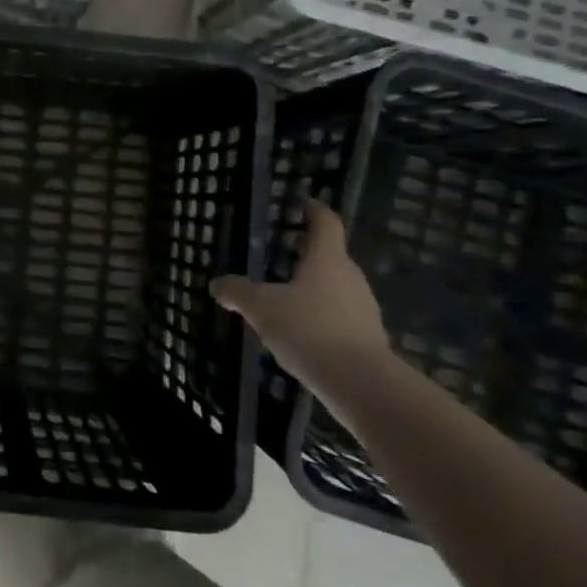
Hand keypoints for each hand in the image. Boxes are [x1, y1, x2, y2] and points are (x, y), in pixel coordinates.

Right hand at [209, 199, 385, 380]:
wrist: (360, 383)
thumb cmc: (309, 330)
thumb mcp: (262, 308)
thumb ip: (238, 293)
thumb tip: (217, 284)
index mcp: (327, 259)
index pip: (326, 223)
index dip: (314, 210)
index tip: (304, 203)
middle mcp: (350, 277)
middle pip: (331, 256)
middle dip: (308, 254)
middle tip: (284, 254)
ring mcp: (364, 308)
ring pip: (336, 288)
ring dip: (314, 289)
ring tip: (287, 298)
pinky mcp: (368, 338)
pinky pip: (340, 317)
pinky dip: (322, 317)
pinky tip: (303, 333)